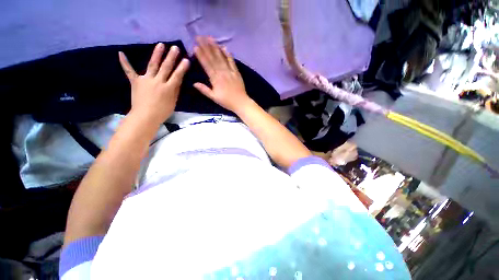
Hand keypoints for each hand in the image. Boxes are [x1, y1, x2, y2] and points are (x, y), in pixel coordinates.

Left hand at [119, 43, 189, 125]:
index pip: (177, 76)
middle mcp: (158, 81)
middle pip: (166, 67)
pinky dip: (125, 63)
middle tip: (175, 48)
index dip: (182, 68)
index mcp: (168, 88)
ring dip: (157, 54)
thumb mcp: (173, 102)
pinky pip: (129, 71)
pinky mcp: (135, 82)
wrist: (145, 116)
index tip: (186, 60)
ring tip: (161, 45)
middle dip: (171, 57)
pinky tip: (120, 53)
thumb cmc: (162, 111)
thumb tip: (177, 81)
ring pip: (152, 65)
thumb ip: (175, 91)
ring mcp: (146, 80)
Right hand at [193, 37, 250, 113]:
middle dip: (206, 47)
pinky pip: (232, 62)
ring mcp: (230, 71)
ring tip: (209, 38)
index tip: (195, 46)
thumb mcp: (214, 98)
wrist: (240, 103)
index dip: (201, 55)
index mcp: (215, 79)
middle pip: (213, 58)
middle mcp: (222, 73)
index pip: (207, 65)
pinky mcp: (236, 72)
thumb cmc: (226, 101)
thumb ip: (204, 90)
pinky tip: (224, 47)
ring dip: (215, 47)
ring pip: (221, 58)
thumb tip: (194, 83)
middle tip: (199, 37)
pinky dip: (228, 54)